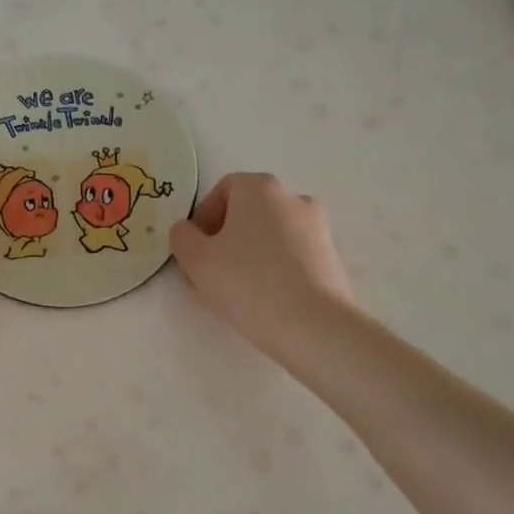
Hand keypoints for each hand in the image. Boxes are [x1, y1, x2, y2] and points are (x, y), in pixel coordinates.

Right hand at [169, 173, 353, 362]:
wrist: (312, 325)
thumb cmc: (247, 283)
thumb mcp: (196, 260)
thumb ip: (182, 237)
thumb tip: (187, 231)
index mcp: (260, 188)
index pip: (223, 190)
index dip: (203, 218)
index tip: (195, 250)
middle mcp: (293, 198)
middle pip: (248, 211)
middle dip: (226, 237)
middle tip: (211, 271)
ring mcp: (319, 227)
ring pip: (271, 234)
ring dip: (251, 253)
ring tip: (238, 289)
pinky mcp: (332, 257)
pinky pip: (292, 254)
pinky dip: (276, 268)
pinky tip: (266, 298)